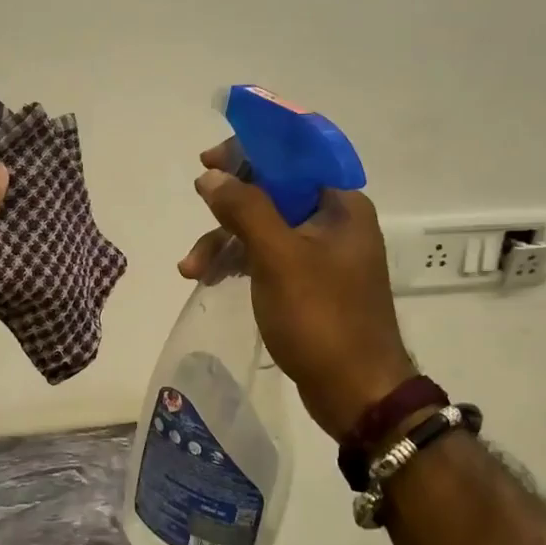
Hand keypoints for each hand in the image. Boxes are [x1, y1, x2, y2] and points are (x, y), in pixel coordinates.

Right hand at [179, 142, 415, 440]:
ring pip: (264, 228)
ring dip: (225, 241)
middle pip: (272, 192)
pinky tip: (209, 279)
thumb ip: (245, 209)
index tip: (208, 160)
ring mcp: (322, 254)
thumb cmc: (321, 318)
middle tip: (198, 207)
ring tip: (190, 269)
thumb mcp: (278, 258)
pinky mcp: (309, 283)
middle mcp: (334, 222)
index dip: (249, 151)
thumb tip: (211, 176)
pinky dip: (238, 263)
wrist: (355, 392)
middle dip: (228, 207)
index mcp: (340, 205)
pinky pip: (267, 257)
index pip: (293, 156)